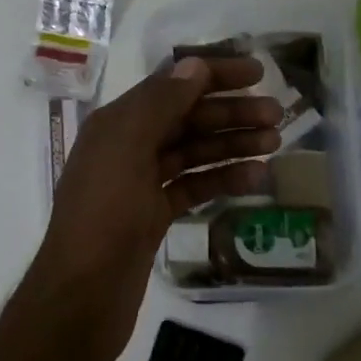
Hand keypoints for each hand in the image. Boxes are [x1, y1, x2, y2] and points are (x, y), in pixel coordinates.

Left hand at [33, 56, 279, 354]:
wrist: (83, 295)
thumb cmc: (103, 214)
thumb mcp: (127, 148)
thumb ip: (160, 104)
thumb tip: (194, 65)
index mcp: (116, 123)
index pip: (170, 85)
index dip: (213, 75)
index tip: (257, 71)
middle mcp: (127, 147)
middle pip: (186, 118)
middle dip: (230, 112)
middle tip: (277, 113)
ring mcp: (140, 184)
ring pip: (193, 153)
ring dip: (232, 144)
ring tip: (275, 142)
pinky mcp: (153, 217)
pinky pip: (193, 188)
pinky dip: (223, 179)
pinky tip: (256, 177)